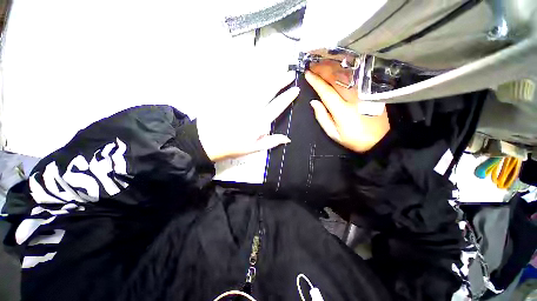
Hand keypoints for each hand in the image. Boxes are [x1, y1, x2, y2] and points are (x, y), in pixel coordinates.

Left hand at [198, 73, 298, 161]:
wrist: (207, 141)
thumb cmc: (233, 146)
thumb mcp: (254, 149)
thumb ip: (271, 142)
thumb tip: (287, 139)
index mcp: (258, 122)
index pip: (276, 106)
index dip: (287, 97)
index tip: (295, 90)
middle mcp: (251, 108)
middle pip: (268, 91)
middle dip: (281, 81)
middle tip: (290, 74)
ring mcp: (239, 100)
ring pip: (256, 84)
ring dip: (268, 76)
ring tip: (278, 69)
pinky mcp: (229, 96)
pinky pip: (241, 83)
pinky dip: (249, 76)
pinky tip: (255, 71)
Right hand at [306, 61, 389, 152]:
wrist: (379, 140)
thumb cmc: (353, 139)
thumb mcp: (333, 134)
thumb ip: (322, 117)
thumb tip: (314, 102)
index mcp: (342, 110)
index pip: (326, 91)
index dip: (316, 81)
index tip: (307, 74)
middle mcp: (353, 98)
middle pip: (336, 79)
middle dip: (323, 70)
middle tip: (313, 65)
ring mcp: (363, 93)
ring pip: (346, 75)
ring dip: (333, 67)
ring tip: (323, 63)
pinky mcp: (369, 92)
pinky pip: (355, 78)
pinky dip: (345, 71)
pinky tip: (338, 67)